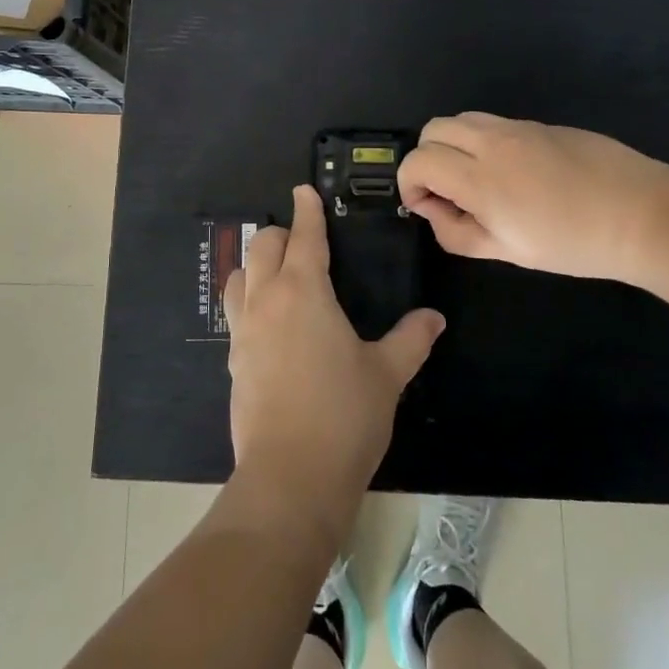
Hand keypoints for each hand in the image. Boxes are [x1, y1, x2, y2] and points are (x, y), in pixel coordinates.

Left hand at [223, 186, 445, 541]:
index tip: (304, 191)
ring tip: (276, 273)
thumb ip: (411, 339)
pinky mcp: (234, 361)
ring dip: (255, 264)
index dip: (306, 211)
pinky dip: (248, 301)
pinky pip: (236, 313)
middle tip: (301, 238)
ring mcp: (244, 331)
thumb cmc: (344, 415)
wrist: (290, 477)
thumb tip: (434, 317)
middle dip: (280, 233)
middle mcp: (267, 301)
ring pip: (239, 276)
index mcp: (304, 291)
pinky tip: (268, 322)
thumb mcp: (387, 374)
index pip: (303, 236)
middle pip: (262, 247)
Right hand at [397, 112, 668, 282]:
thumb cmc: (573, 244)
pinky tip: (511, 172)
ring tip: (475, 178)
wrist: (642, 214)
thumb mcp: (508, 251)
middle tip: (446, 191)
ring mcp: (518, 127)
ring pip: (462, 119)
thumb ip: (457, 233)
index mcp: (480, 178)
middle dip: (426, 158)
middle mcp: (492, 142)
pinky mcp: (541, 123)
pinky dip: (482, 141)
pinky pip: (494, 123)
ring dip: (453, 144)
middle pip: (433, 129)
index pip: (418, 160)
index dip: (409, 182)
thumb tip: (432, 211)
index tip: (425, 206)